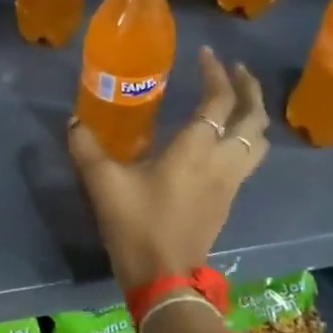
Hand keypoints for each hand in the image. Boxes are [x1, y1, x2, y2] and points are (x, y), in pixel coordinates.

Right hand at [67, 48, 269, 291]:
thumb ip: (87, 148)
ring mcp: (230, 184)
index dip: (216, 74)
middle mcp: (222, 161)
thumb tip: (74, 122)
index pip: (218, 101)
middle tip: (236, 70)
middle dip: (248, 89)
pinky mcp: (228, 201)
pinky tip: (224, 142)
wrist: (163, 277)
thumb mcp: (103, 183)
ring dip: (253, 115)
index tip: (206, 55)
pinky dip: (246, 140)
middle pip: (253, 118)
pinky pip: (249, 161)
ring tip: (238, 102)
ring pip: (259, 141)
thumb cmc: (136, 225)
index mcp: (195, 150)